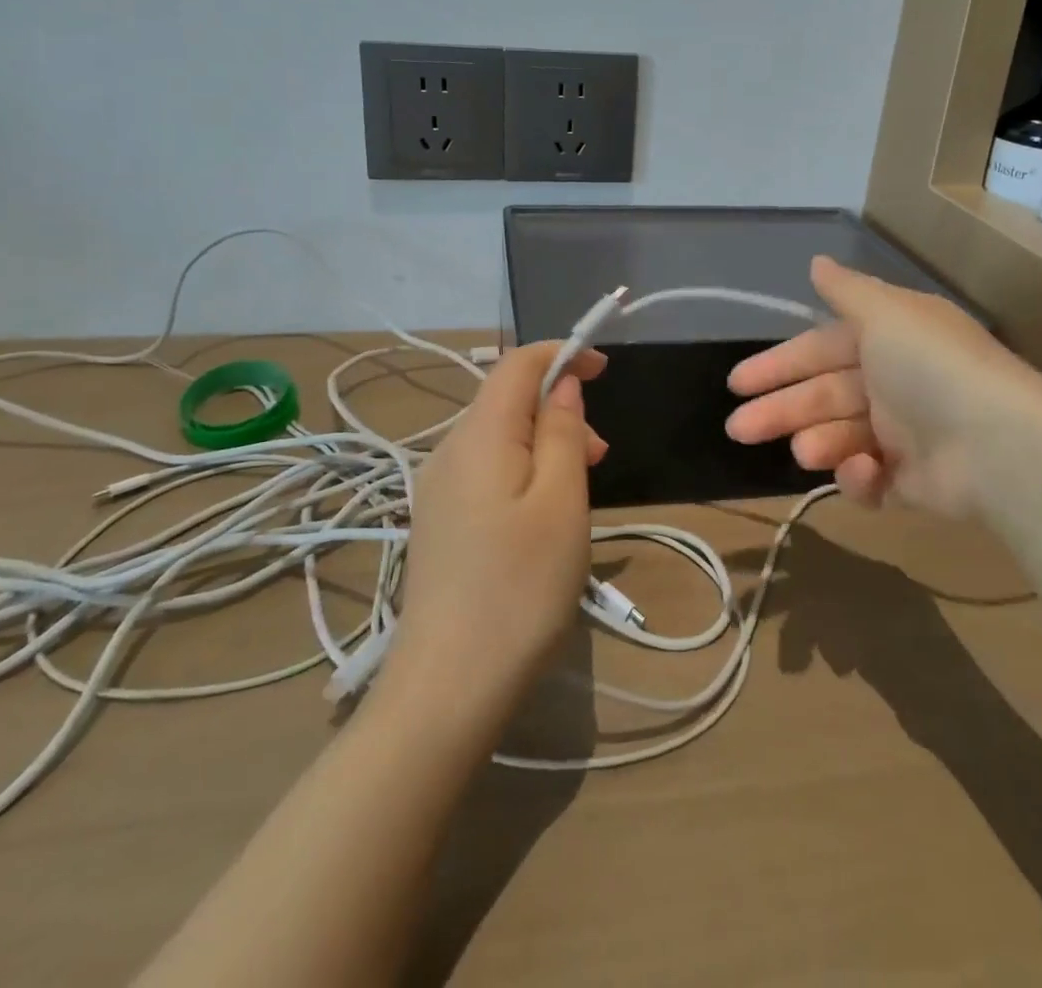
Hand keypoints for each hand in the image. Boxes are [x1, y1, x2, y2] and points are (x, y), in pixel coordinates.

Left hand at [391, 342, 607, 707]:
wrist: (448, 688)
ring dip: (544, 442)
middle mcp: (448, 452)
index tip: (604, 369)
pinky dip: (524, 469)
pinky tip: (543, 515)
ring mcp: (437, 489)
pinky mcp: (439, 521)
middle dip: (558, 407)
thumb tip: (562, 384)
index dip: (561, 354)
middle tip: (603, 455)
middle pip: (506, 400)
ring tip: (581, 488)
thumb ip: (563, 433)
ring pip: (498, 437)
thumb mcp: (561, 503)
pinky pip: (486, 470)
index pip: (516, 364)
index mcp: (477, 436)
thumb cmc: (520, 589)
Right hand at [725, 256, 1034, 517]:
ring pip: (839, 437)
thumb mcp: (886, 313)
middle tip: (738, 429)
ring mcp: (904, 435)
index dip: (779, 364)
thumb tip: (816, 262)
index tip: (737, 383)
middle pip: (823, 396)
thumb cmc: (932, 367)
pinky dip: (860, 477)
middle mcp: (894, 382)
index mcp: (888, 340)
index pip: (821, 348)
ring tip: (805, 452)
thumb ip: (847, 290)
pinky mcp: (912, 482)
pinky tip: (863, 470)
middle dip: (779, 410)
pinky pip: (871, 479)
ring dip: (817, 442)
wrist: (1000, 446)